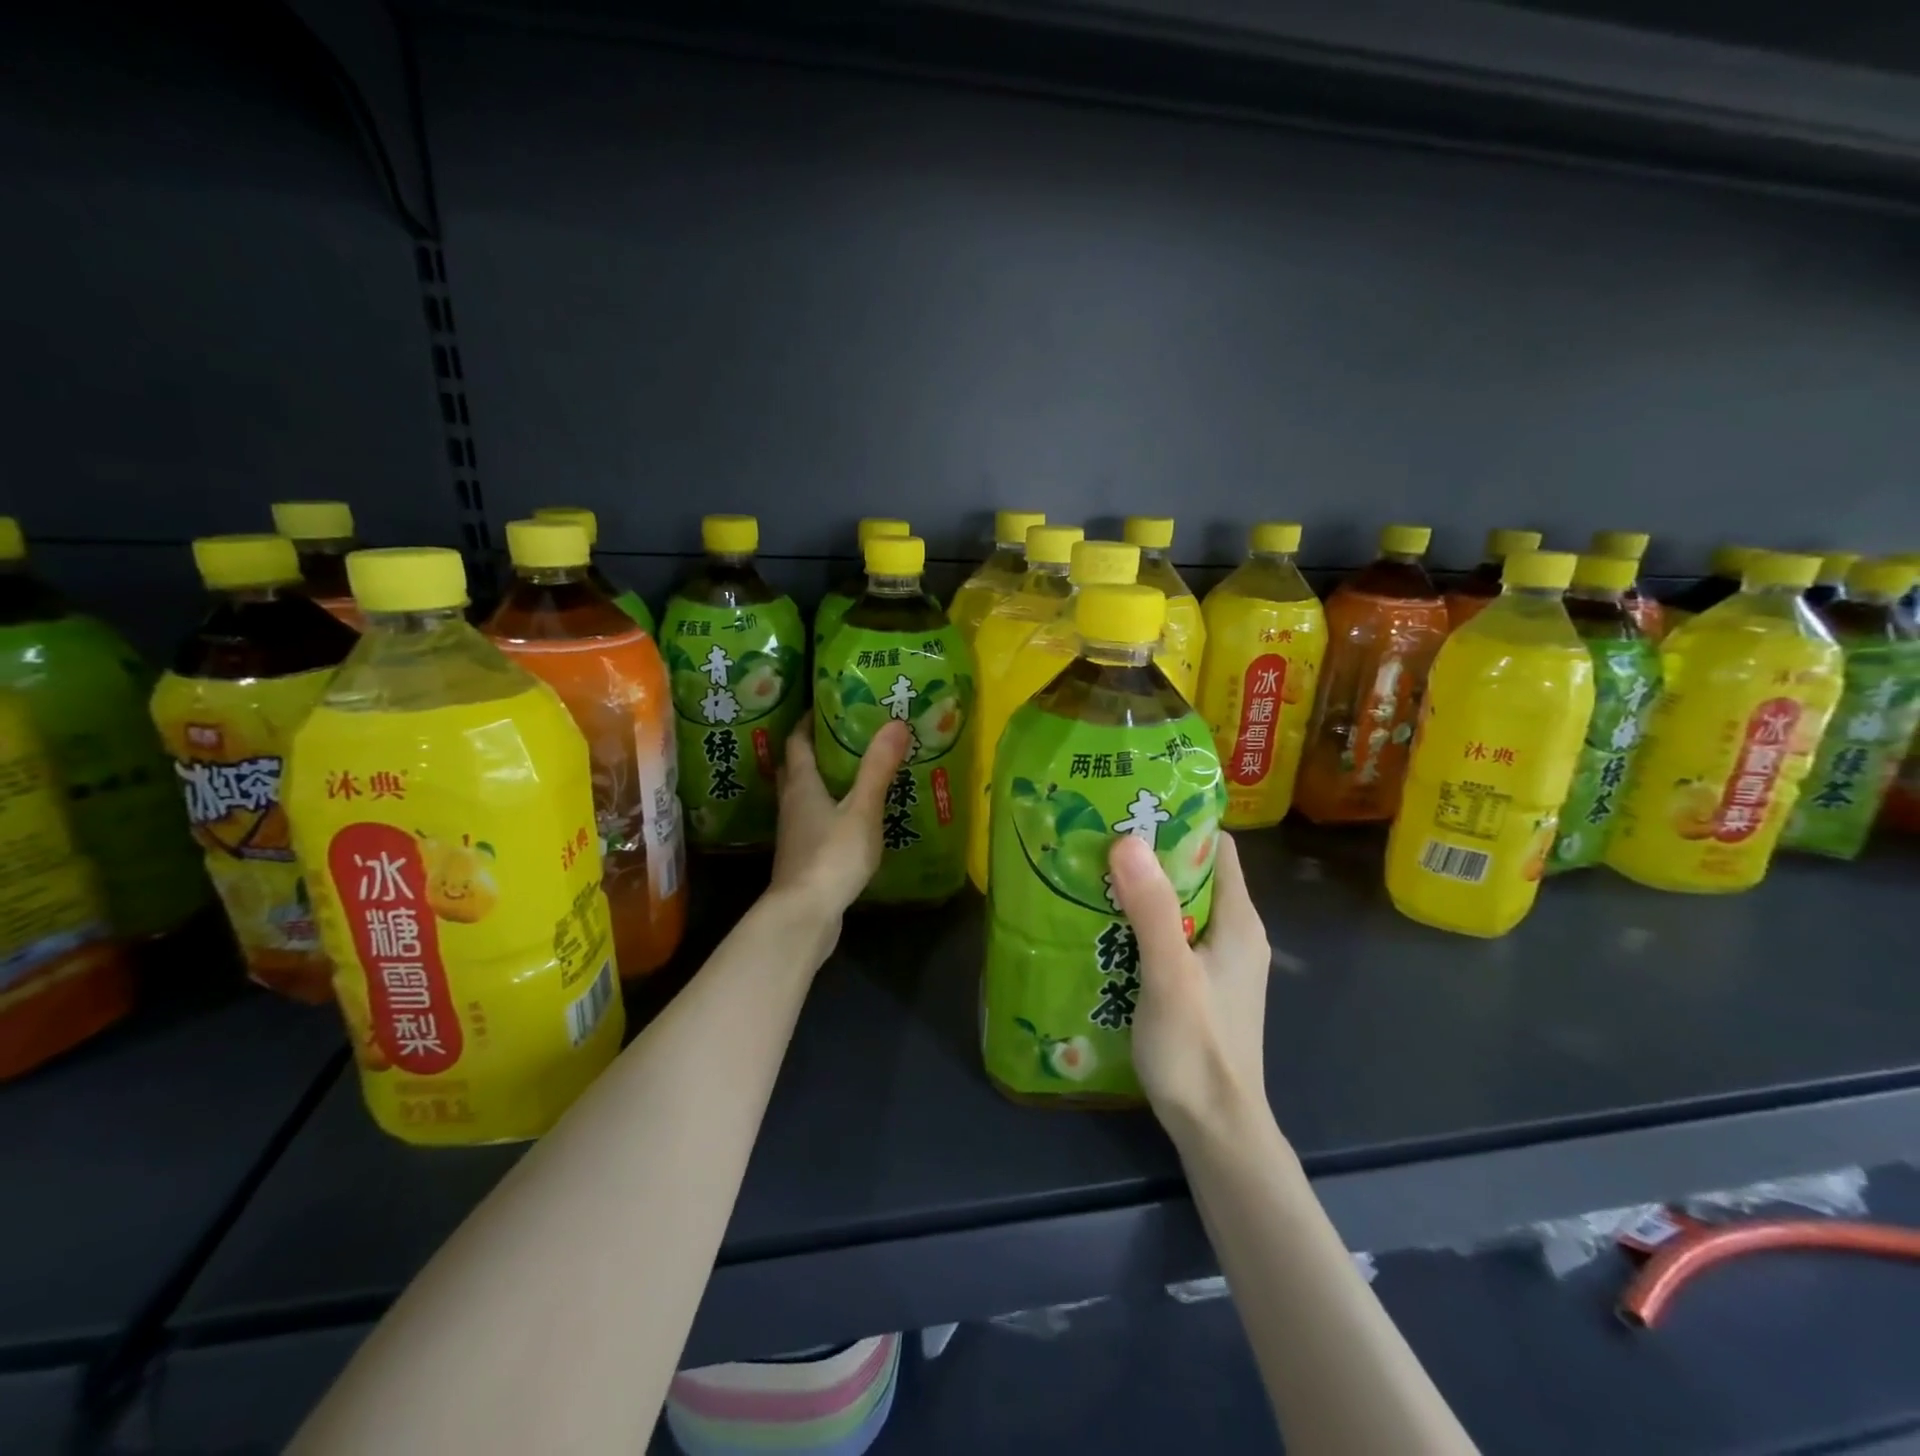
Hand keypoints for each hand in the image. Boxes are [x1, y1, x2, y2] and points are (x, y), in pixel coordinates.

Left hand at [771, 720, 911, 915]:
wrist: (804, 915)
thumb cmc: (831, 856)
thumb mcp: (862, 809)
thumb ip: (877, 768)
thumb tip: (895, 723)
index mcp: (801, 785)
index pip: (797, 742)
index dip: (807, 721)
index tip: (825, 705)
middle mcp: (791, 804)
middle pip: (795, 768)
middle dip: (813, 748)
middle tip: (842, 734)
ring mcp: (794, 833)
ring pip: (803, 795)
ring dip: (821, 780)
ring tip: (852, 770)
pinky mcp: (803, 856)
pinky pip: (813, 820)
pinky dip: (829, 808)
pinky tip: (851, 815)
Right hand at [1107, 832, 1271, 1143]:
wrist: (1216, 1130)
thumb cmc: (1198, 1049)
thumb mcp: (1170, 974)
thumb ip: (1151, 909)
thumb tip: (1126, 838)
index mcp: (1240, 921)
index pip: (1216, 848)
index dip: (1180, 823)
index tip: (1132, 808)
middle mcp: (1235, 934)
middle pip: (1194, 875)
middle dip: (1151, 855)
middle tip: (1099, 838)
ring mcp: (1218, 963)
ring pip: (1179, 908)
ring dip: (1142, 891)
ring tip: (1093, 874)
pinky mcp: (1200, 986)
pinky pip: (1171, 938)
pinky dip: (1142, 925)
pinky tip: (1105, 927)